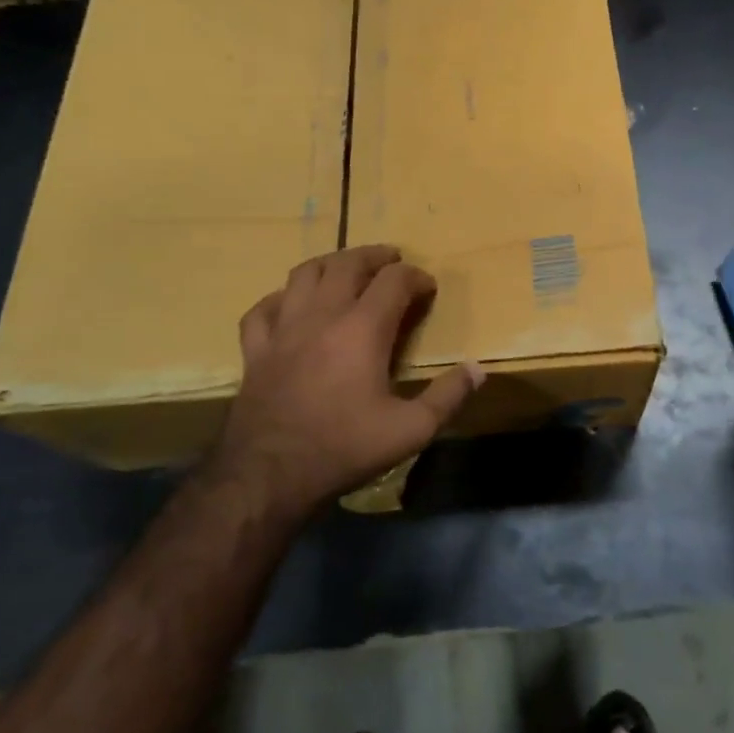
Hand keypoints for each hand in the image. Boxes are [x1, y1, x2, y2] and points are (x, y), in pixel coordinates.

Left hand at [213, 245, 482, 517]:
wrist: (268, 476)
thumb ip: (448, 397)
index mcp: (363, 329)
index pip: (394, 280)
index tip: (428, 289)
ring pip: (304, 274)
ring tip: (346, 270)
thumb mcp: (411, 431)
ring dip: (330, 264)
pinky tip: (291, 306)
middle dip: (375, 256)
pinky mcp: (255, 349)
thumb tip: (478, 369)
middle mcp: (322, 315)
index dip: (416, 277)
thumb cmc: (344, 448)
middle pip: (348, 264)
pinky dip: (281, 298)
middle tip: (392, 262)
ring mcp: (283, 329)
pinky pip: (263, 308)